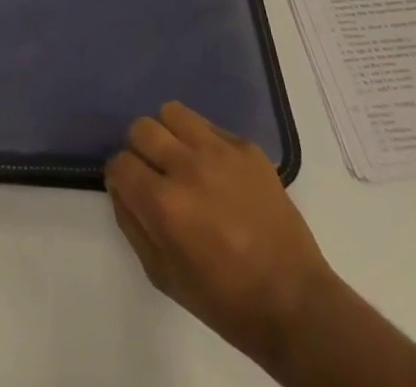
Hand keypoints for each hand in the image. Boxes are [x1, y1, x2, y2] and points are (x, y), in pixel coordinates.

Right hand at [106, 102, 332, 368]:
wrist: (296, 303)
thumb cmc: (225, 300)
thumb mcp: (163, 276)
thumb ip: (132, 225)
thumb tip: (120, 187)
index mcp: (165, 205)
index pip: (119, 163)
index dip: (120, 177)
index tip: (131, 189)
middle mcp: (187, 168)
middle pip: (141, 128)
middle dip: (140, 151)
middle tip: (155, 174)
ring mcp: (220, 152)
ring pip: (172, 112)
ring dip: (169, 135)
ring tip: (182, 160)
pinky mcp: (246, 147)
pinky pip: (208, 124)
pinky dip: (202, 141)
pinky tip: (215, 169)